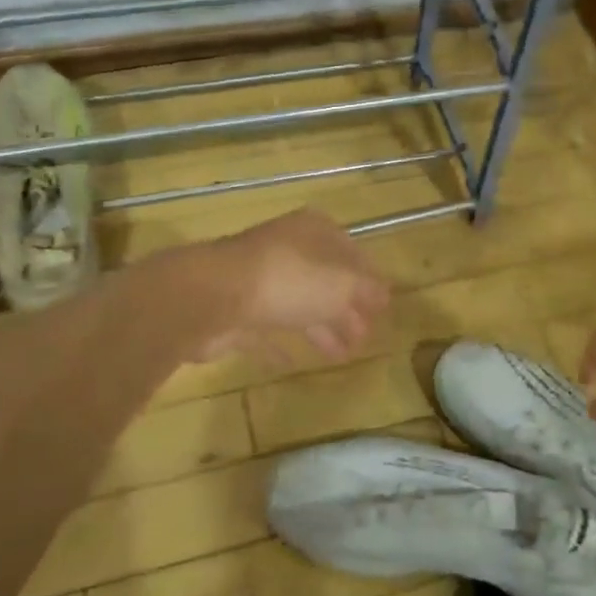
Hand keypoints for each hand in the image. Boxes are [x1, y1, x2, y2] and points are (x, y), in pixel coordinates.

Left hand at [194, 209, 390, 364]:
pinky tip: (293, 363)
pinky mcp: (236, 311)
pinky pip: (266, 329)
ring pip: (299, 305)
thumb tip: (384, 294)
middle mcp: (286, 250)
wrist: (211, 297)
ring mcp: (258, 280)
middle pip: (324, 280)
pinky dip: (281, 344)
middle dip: (347, 308)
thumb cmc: (287, 281)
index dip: (368, 278)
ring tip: (343, 356)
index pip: (350, 251)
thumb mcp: (341, 283)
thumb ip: (366, 290)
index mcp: (312, 232)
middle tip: (365, 337)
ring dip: (322, 328)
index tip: (382, 306)